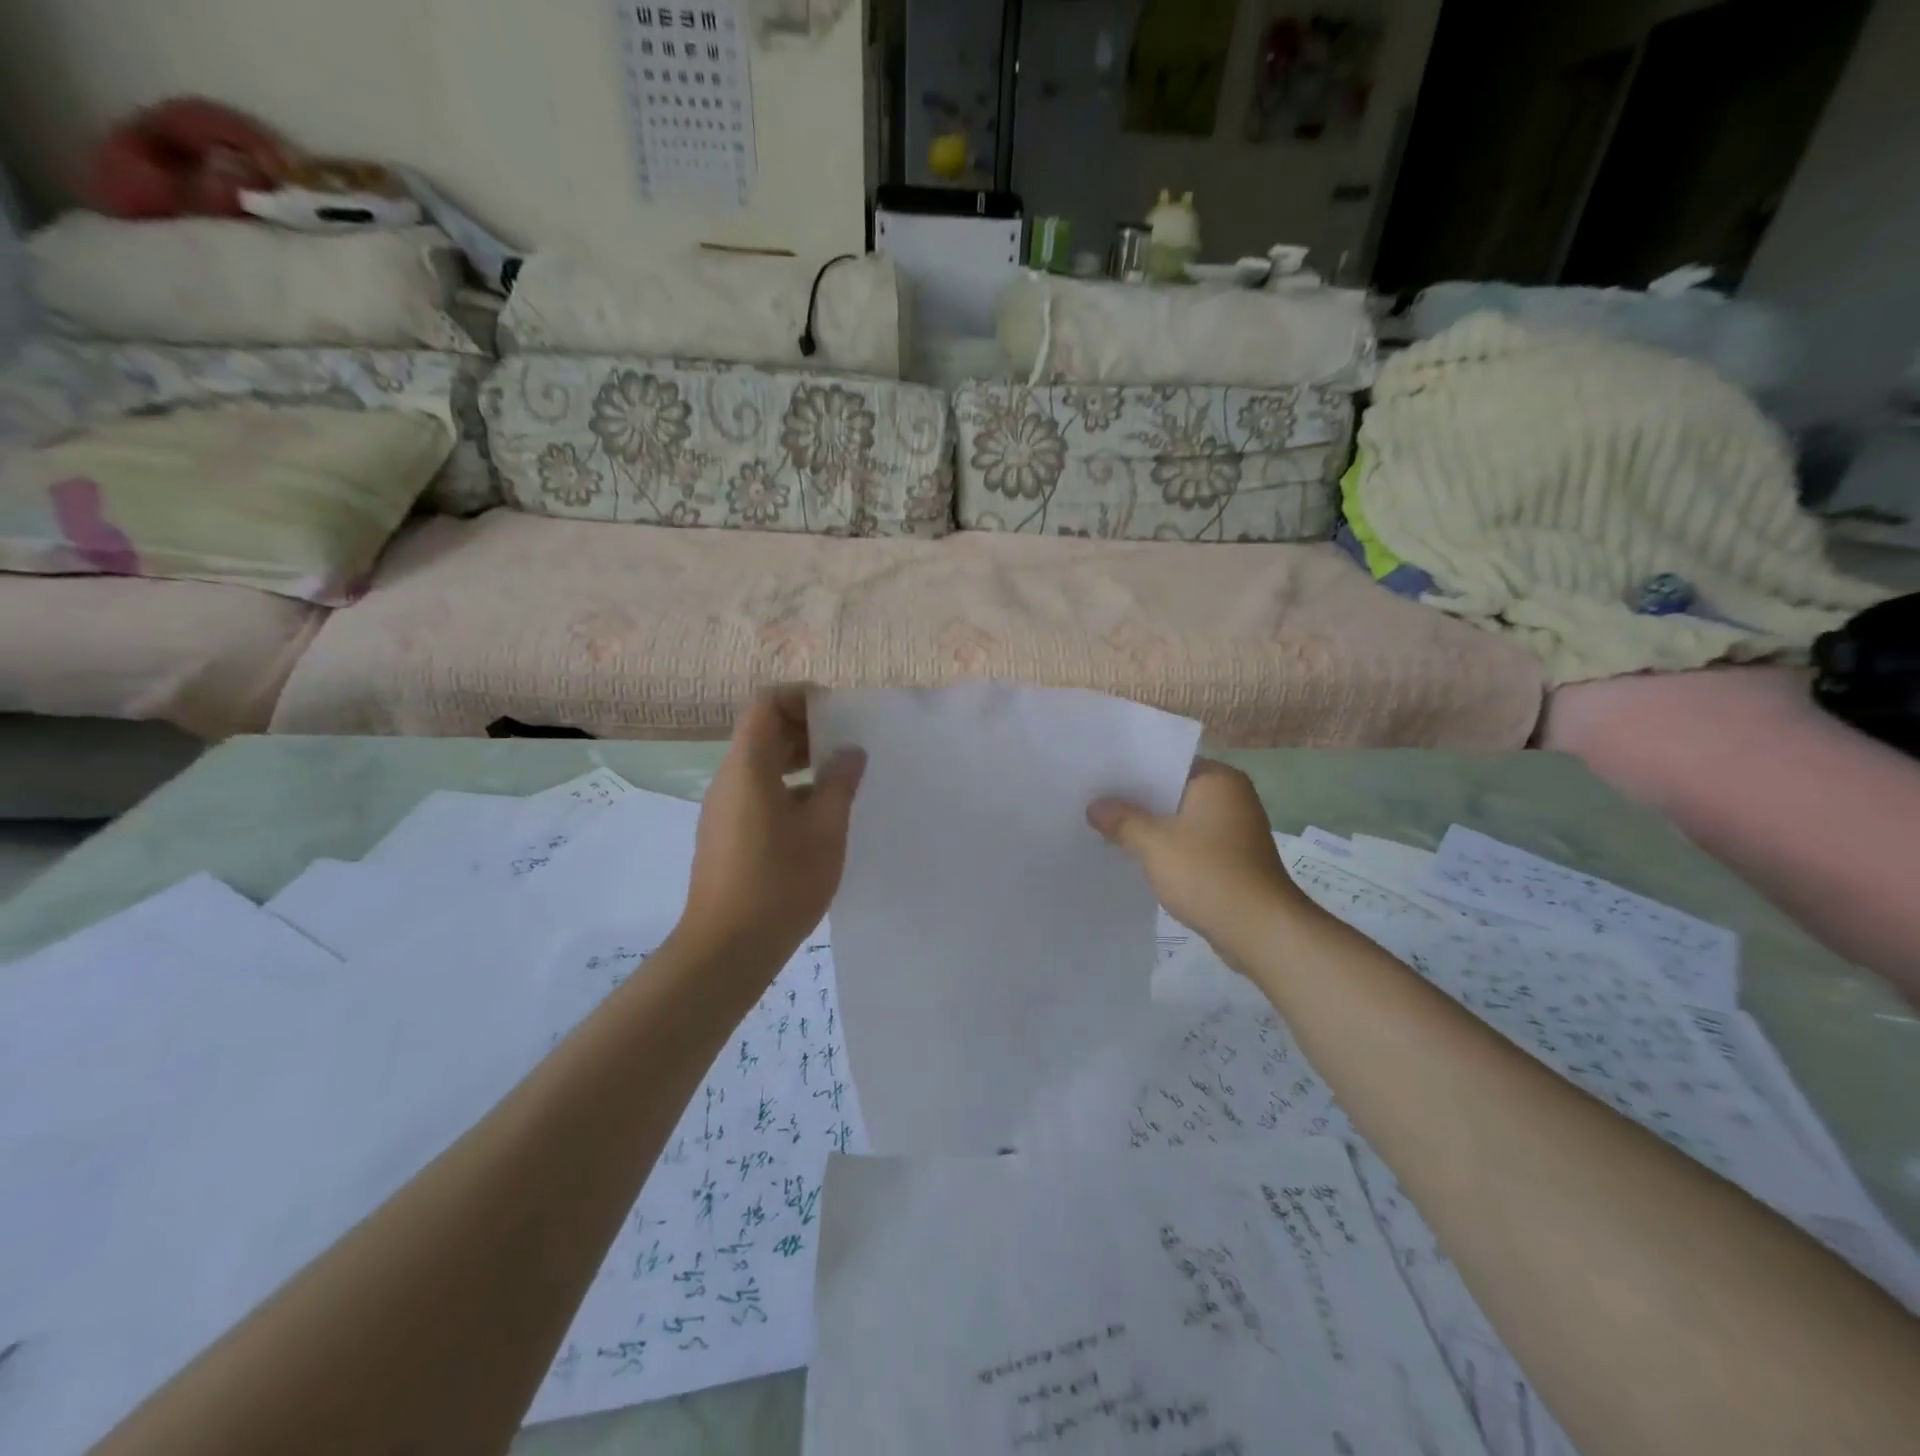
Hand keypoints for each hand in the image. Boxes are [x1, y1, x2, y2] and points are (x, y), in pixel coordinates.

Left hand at [679, 687, 865, 967]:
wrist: (726, 949)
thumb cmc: (780, 883)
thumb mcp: (825, 830)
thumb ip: (839, 784)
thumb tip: (850, 752)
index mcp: (748, 767)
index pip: (766, 704)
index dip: (800, 697)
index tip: (837, 713)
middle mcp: (729, 780)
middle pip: (763, 733)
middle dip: (805, 729)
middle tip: (848, 745)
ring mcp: (723, 809)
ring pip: (761, 765)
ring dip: (799, 761)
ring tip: (841, 779)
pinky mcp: (726, 834)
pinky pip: (757, 793)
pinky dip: (788, 788)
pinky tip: (819, 816)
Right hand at [1088, 760, 1318, 955]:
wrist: (1260, 930)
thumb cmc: (1208, 874)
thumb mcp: (1154, 844)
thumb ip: (1122, 820)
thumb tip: (1094, 806)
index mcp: (1218, 780)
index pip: (1167, 761)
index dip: (1131, 769)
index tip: (1098, 775)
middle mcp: (1230, 796)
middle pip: (1172, 789)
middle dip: (1136, 799)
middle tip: (1093, 801)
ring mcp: (1233, 828)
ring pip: (1179, 818)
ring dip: (1149, 825)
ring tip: (1106, 827)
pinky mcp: (1231, 857)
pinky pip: (1189, 841)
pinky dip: (1165, 846)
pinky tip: (1135, 855)